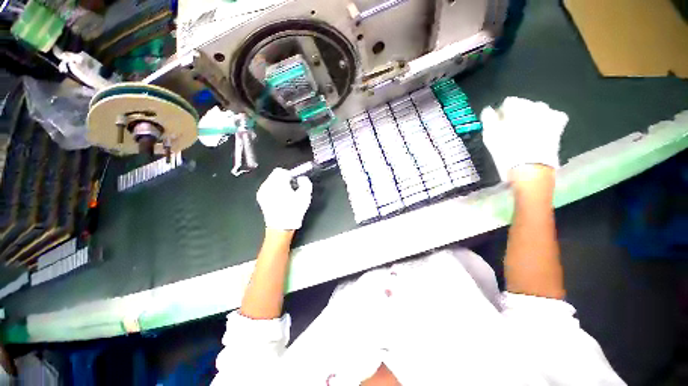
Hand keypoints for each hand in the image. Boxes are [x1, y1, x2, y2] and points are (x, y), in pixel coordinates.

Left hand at [257, 168, 312, 229]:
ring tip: (286, 195)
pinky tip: (280, 199)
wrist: (281, 227)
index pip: (281, 171)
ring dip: (279, 184)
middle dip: (284, 179)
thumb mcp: (305, 196)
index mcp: (277, 183)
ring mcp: (262, 192)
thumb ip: (305, 183)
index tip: (295, 182)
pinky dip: (274, 190)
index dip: (290, 175)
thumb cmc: (293, 211)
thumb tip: (301, 178)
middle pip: (276, 175)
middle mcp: (267, 186)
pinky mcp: (261, 198)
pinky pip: (268, 188)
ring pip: (272, 181)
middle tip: (292, 188)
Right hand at [480, 97, 567, 181]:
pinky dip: (547, 121)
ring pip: (538, 110)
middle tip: (511, 130)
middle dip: (518, 115)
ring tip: (526, 132)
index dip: (501, 113)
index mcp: (516, 107)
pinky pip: (553, 117)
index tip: (498, 124)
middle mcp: (534, 105)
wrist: (530, 168)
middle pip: (524, 105)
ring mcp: (548, 114)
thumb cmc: (505, 151)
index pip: (508, 102)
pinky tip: (541, 131)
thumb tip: (488, 111)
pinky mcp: (558, 124)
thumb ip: (488, 119)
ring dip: (531, 118)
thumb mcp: (489, 136)